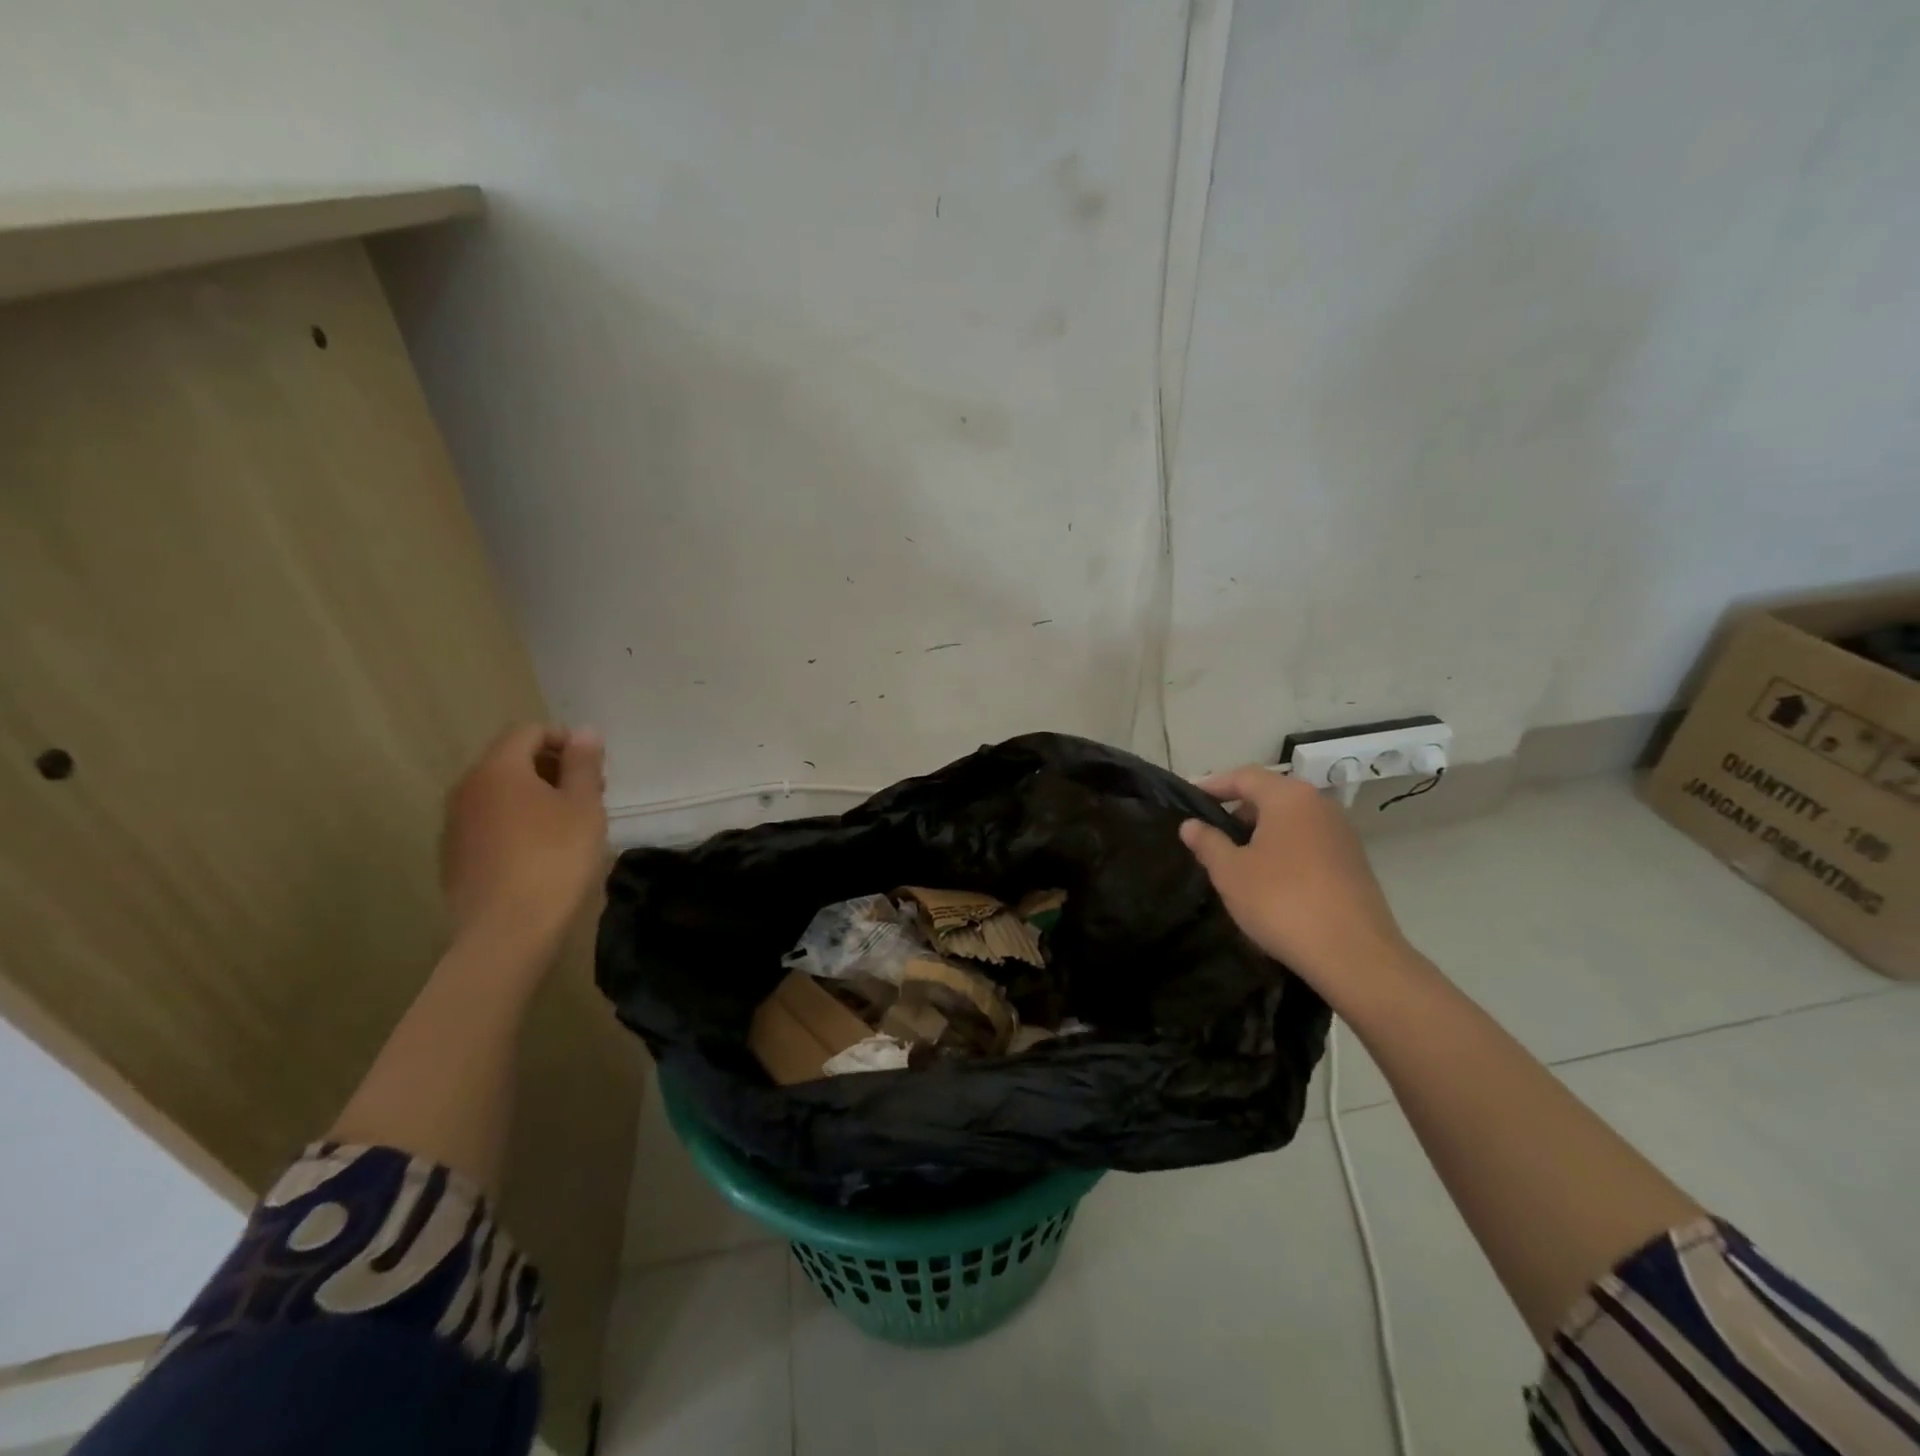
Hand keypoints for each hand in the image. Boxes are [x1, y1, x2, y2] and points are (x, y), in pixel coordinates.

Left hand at [441, 724, 608, 962]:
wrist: (506, 933)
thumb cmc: (554, 860)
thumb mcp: (584, 807)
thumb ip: (583, 764)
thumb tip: (583, 730)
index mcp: (498, 770)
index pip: (529, 731)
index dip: (565, 739)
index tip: (594, 767)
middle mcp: (467, 789)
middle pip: (511, 760)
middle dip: (552, 768)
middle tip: (590, 794)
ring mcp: (455, 825)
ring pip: (500, 793)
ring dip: (535, 796)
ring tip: (570, 824)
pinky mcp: (455, 857)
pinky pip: (490, 822)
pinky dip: (517, 823)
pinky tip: (542, 852)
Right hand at [1179, 766, 1407, 991]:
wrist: (1353, 954)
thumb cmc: (1281, 901)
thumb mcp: (1230, 872)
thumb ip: (1207, 842)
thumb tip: (1191, 825)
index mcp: (1289, 797)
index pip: (1244, 776)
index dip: (1214, 785)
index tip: (1190, 798)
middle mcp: (1319, 805)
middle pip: (1270, 796)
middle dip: (1238, 811)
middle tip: (1210, 833)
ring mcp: (1342, 834)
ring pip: (1291, 821)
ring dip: (1261, 833)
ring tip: (1235, 858)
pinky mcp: (1353, 863)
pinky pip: (1308, 843)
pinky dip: (1284, 850)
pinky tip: (1268, 879)